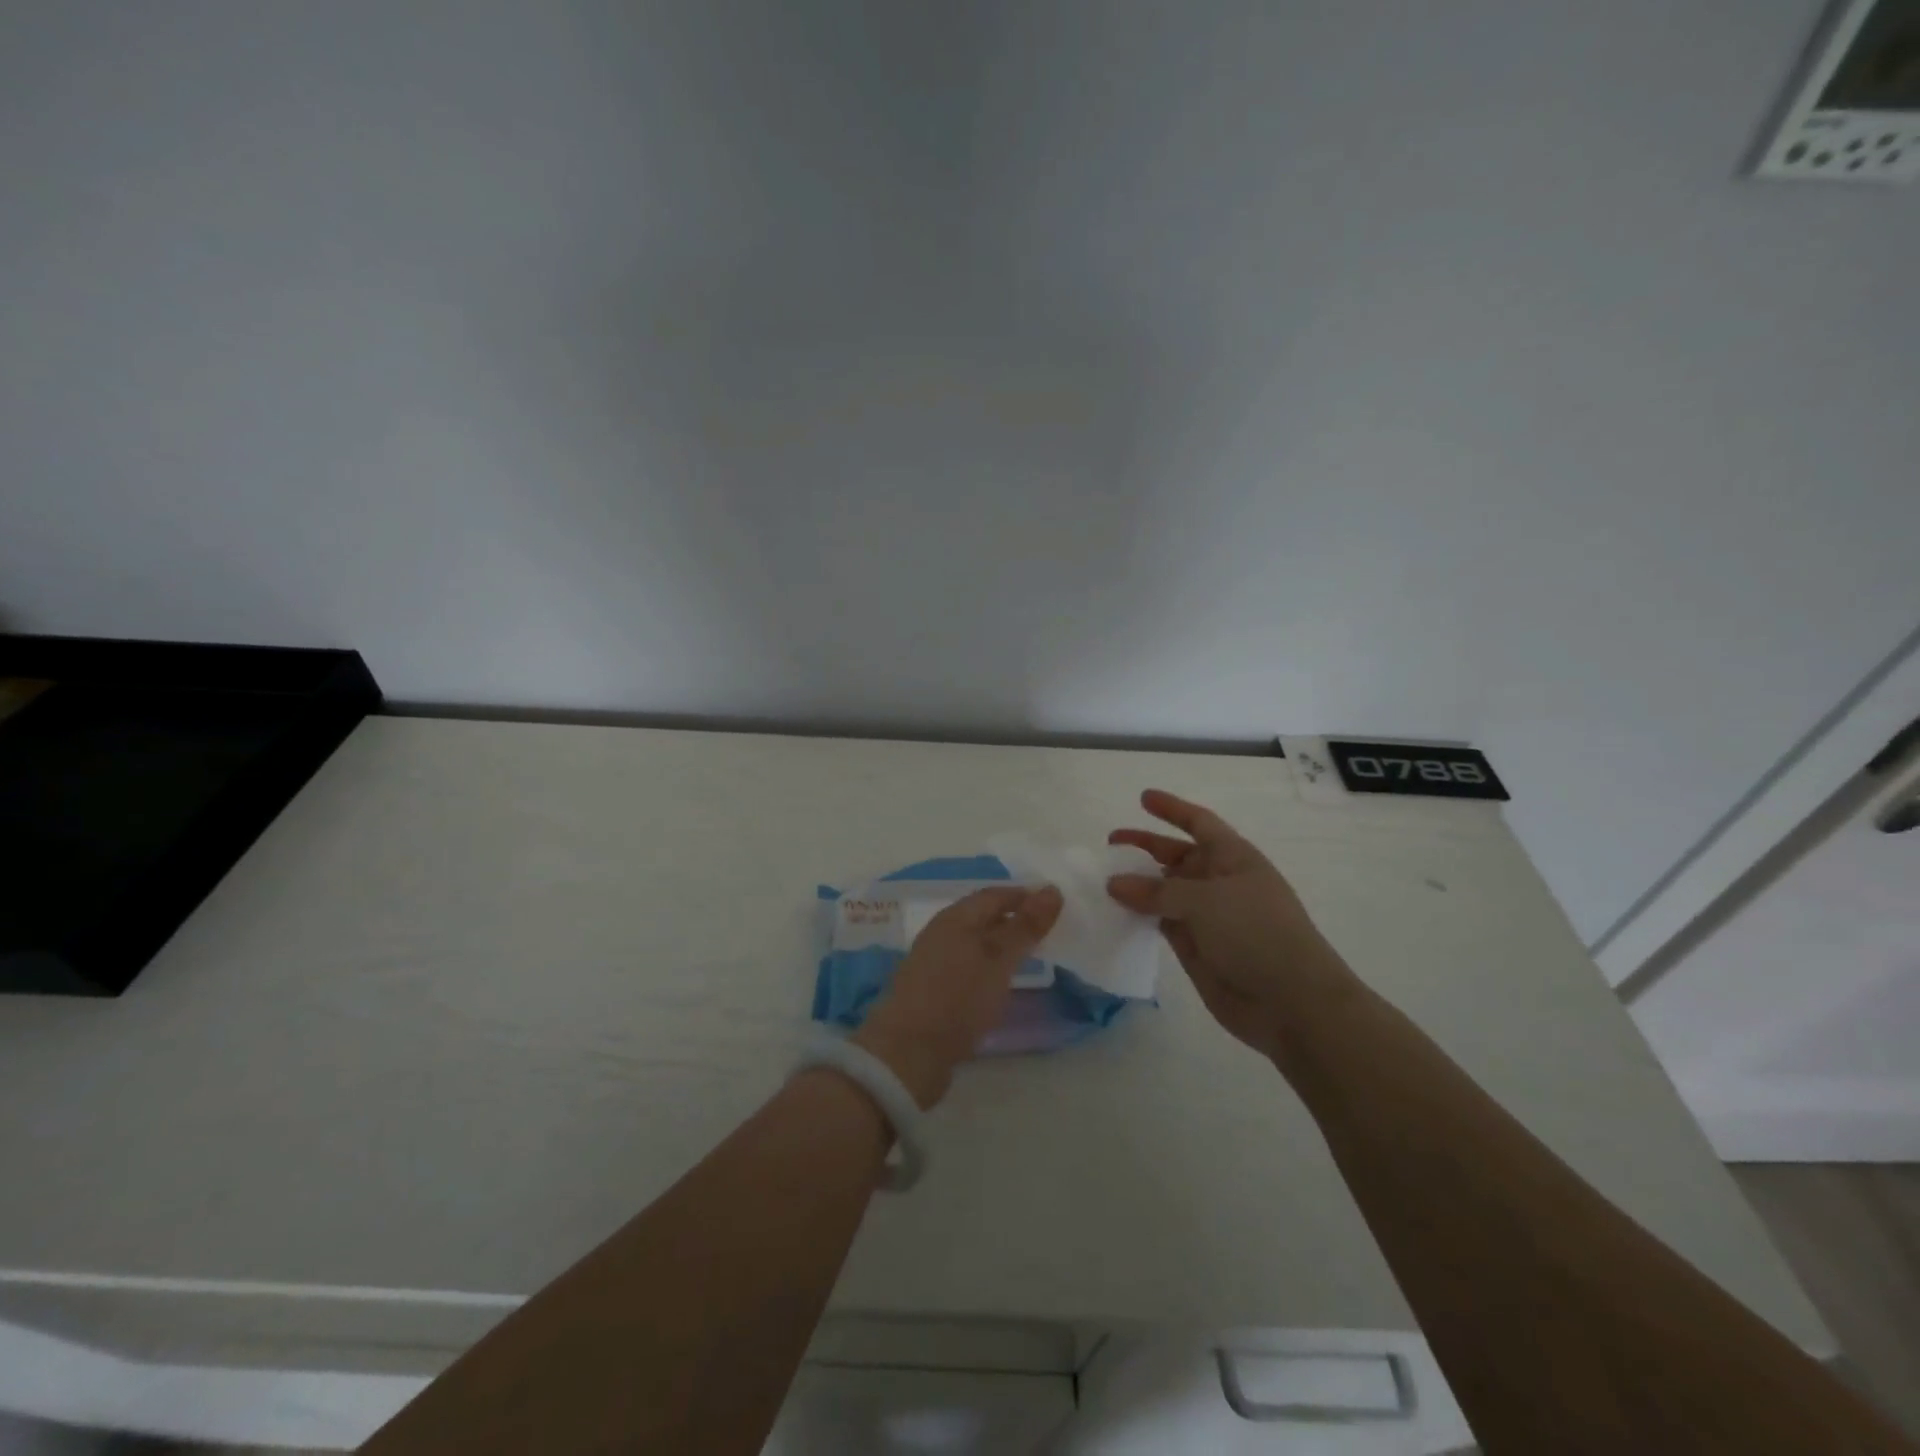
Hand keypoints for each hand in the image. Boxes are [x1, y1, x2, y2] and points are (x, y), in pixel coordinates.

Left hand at [853, 884, 1062, 1108]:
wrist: (907, 1053)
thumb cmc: (957, 998)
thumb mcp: (999, 960)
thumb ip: (1025, 926)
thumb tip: (1052, 889)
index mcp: (955, 918)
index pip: (994, 894)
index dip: (1024, 896)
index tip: (1054, 906)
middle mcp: (941, 933)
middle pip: (982, 916)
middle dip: (1013, 918)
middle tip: (1046, 930)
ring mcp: (933, 962)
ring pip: (974, 942)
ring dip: (1000, 943)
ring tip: (1028, 955)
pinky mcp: (932, 990)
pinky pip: (967, 965)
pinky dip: (988, 966)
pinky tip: (1000, 982)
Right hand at [1107, 789, 1358, 1062]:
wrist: (1291, 1002)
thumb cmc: (1256, 933)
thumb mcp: (1205, 901)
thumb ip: (1156, 890)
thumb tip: (1114, 883)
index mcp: (1233, 858)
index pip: (1199, 823)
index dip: (1173, 809)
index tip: (1143, 798)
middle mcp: (1220, 882)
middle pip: (1177, 856)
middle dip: (1146, 847)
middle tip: (1110, 844)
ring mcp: (1208, 916)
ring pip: (1165, 891)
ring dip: (1138, 884)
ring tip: (1103, 880)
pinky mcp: (1196, 947)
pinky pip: (1161, 922)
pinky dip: (1140, 916)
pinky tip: (1114, 913)